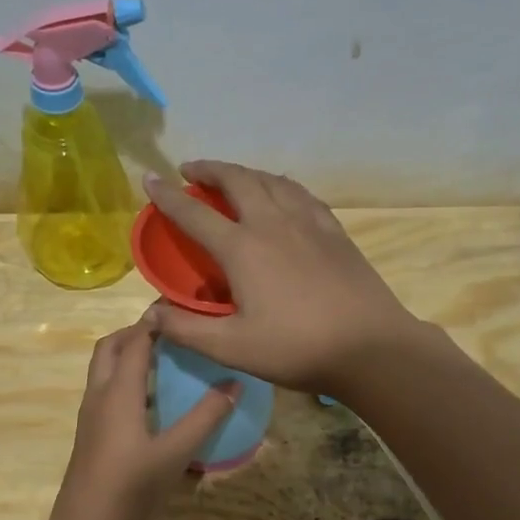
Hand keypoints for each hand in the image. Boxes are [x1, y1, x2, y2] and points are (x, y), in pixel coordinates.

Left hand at [49, 314, 238, 519]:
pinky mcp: (92, 435)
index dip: (155, 320)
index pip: (135, 340)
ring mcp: (91, 416)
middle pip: (110, 348)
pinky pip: (107, 393)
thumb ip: (206, 417)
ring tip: (167, 361)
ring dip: (129, 357)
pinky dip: (127, 382)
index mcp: (117, 391)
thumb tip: (234, 383)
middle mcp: (99, 395)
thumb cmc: (131, 488)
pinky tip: (155, 402)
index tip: (182, 307)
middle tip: (172, 334)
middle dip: (136, 333)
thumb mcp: (176, 453)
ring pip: (104, 371)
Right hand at [140, 161, 420, 393]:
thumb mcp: (233, 348)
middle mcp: (273, 224)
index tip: (149, 179)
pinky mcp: (334, 231)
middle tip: (191, 170)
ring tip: (232, 176)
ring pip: (271, 180)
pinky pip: (301, 194)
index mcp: (243, 248)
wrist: (370, 347)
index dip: (167, 196)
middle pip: (237, 181)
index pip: (194, 214)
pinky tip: (282, 194)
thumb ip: (187, 330)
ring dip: (245, 172)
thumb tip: (151, 313)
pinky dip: (280, 185)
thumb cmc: (297, 349)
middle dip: (210, 170)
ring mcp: (308, 223)